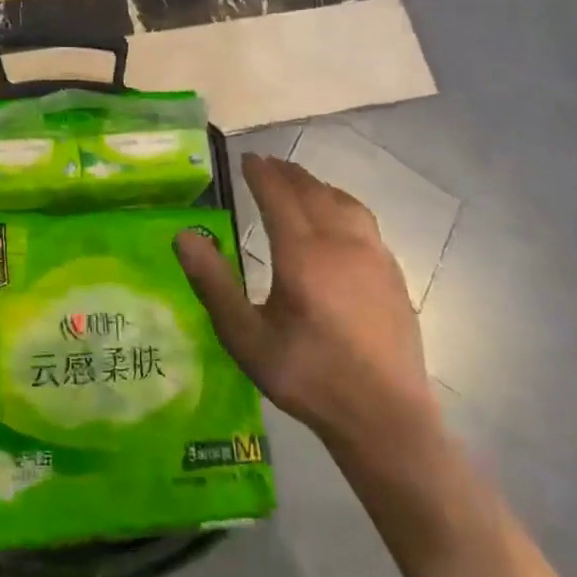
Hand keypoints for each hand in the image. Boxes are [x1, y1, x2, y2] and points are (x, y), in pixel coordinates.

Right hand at [175, 153, 442, 481]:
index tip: (247, 159)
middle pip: (312, 192)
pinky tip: (340, 220)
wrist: (384, 418)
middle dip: (288, 174)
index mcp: (302, 254)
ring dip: (318, 186)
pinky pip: (365, 222)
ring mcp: (373, 257)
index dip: (261, 174)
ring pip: (344, 203)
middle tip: (268, 164)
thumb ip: (213, 283)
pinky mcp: (393, 275)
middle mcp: (341, 243)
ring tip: (301, 183)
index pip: (278, 196)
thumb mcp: (246, 337)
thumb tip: (183, 235)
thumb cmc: (307, 376)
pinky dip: (343, 205)